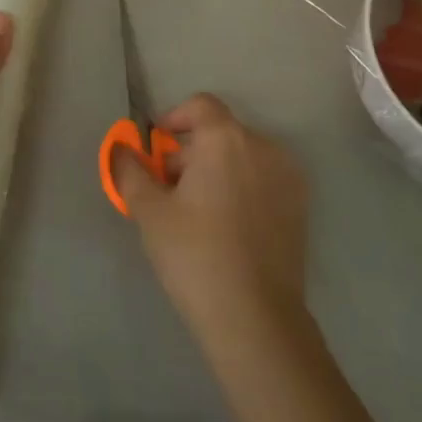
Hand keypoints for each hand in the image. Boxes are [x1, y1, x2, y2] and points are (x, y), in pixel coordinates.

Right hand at [113, 93, 310, 338]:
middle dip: (191, 151)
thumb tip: (121, 149)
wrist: (255, 316)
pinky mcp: (300, 204)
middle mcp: (263, 146)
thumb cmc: (194, 255)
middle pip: (220, 132)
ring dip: (216, 169)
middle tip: (167, 189)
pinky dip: (241, 186)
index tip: (156, 148)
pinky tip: (226, 226)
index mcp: (226, 139)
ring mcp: (288, 175)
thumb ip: (130, 171)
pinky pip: (263, 178)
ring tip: (195, 211)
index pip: (200, 105)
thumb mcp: (150, 211)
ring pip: (243, 156)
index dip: (174, 119)